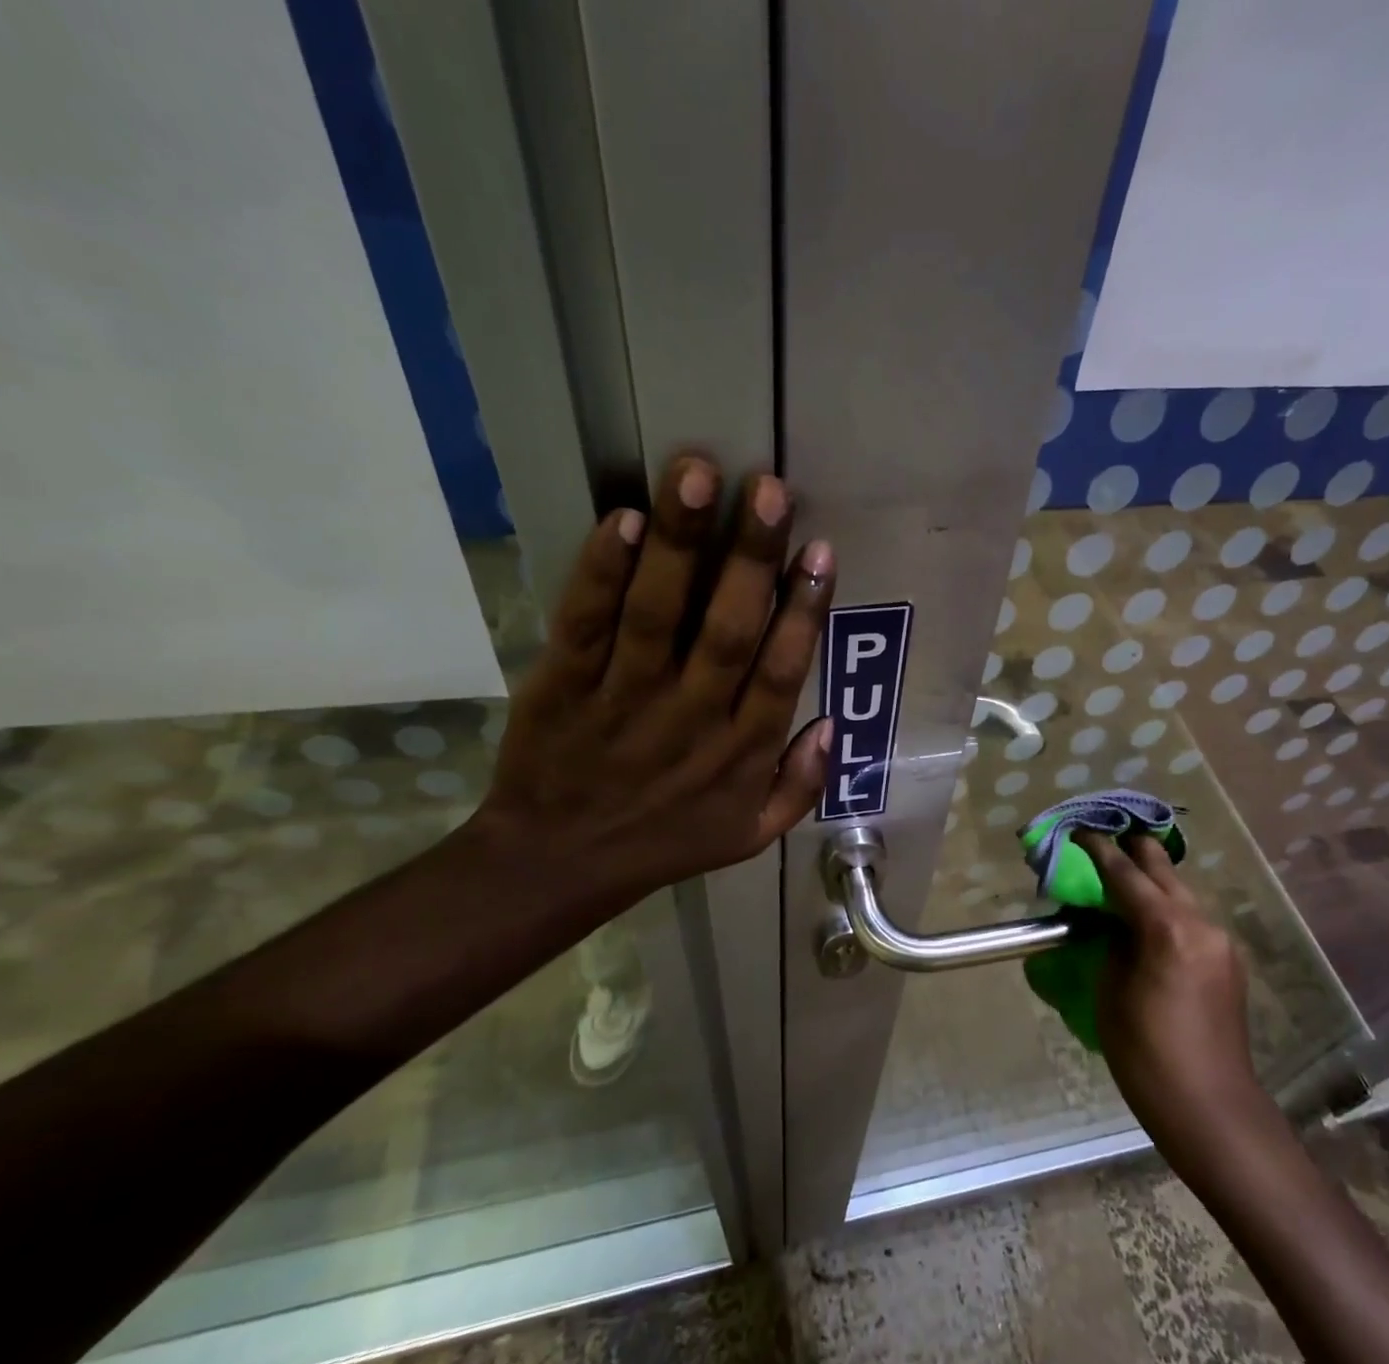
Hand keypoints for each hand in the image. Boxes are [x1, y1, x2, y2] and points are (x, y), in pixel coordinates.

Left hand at [473, 453, 834, 909]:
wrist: (556, 863)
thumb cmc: (663, 844)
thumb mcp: (749, 836)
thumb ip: (800, 786)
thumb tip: (833, 725)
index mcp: (740, 752)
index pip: (781, 672)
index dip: (803, 610)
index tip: (819, 551)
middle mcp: (690, 718)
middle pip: (727, 630)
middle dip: (752, 557)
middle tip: (770, 488)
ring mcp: (623, 698)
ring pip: (657, 614)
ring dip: (681, 544)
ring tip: (698, 475)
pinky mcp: (561, 684)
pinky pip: (585, 623)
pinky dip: (603, 571)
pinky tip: (626, 520)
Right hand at [1077, 832, 1264, 1134]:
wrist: (1210, 1108)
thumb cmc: (1146, 1054)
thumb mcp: (1109, 992)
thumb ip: (1107, 943)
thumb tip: (1104, 920)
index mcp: (1167, 928)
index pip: (1124, 873)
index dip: (1097, 849)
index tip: (1078, 831)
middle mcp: (1201, 923)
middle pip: (1161, 868)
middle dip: (1129, 852)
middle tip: (1101, 845)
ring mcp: (1220, 940)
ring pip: (1179, 891)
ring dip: (1148, 882)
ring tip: (1118, 886)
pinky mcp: (1228, 960)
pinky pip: (1191, 918)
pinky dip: (1165, 910)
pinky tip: (1145, 924)